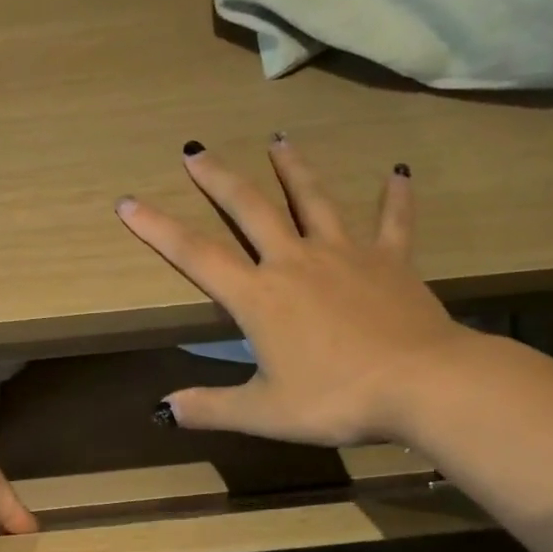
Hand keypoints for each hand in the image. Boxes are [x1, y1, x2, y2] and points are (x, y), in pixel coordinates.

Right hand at [116, 137, 471, 446]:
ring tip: (278, 139)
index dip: (157, 229)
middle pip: (250, 209)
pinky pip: (392, 222)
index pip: (196, 255)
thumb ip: (210, 407)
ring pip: (313, 201)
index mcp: (259, 297)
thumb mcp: (264, 412)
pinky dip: (395, 197)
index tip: (129, 202)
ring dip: (293, 169)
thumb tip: (163, 410)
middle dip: (218, 179)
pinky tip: (398, 173)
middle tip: (195, 150)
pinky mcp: (390, 261)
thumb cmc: (335, 398)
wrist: (423, 384)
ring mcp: (345, 255)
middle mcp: (295, 262)